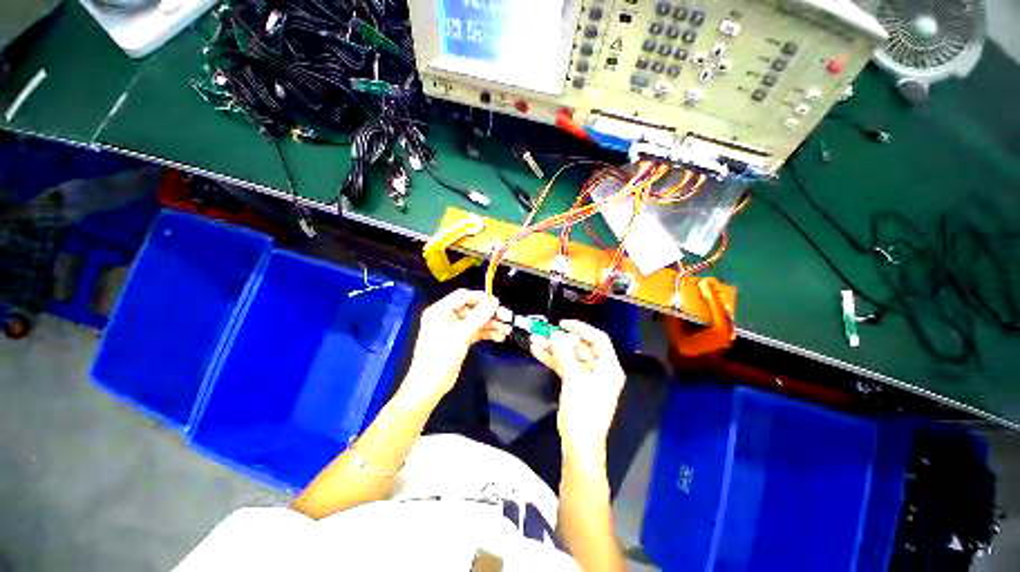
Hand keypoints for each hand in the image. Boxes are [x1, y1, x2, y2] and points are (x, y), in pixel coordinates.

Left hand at [401, 289, 509, 405]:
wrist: (430, 385)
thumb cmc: (440, 355)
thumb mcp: (461, 333)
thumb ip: (479, 315)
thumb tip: (494, 301)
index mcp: (441, 310)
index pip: (464, 296)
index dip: (481, 298)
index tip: (497, 303)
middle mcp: (446, 316)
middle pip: (472, 309)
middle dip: (490, 314)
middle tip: (507, 317)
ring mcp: (453, 329)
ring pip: (476, 321)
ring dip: (491, 325)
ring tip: (506, 330)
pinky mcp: (459, 340)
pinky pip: (475, 332)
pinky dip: (486, 333)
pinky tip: (498, 337)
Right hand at [529, 320, 625, 460]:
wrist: (580, 445)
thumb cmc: (583, 411)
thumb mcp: (574, 379)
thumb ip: (564, 354)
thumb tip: (555, 335)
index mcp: (608, 367)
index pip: (598, 338)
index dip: (581, 328)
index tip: (562, 324)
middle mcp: (600, 370)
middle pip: (582, 347)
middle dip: (562, 340)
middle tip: (544, 334)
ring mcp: (588, 378)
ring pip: (571, 357)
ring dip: (554, 350)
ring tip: (535, 342)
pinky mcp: (577, 386)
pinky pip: (566, 367)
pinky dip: (553, 361)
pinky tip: (538, 353)